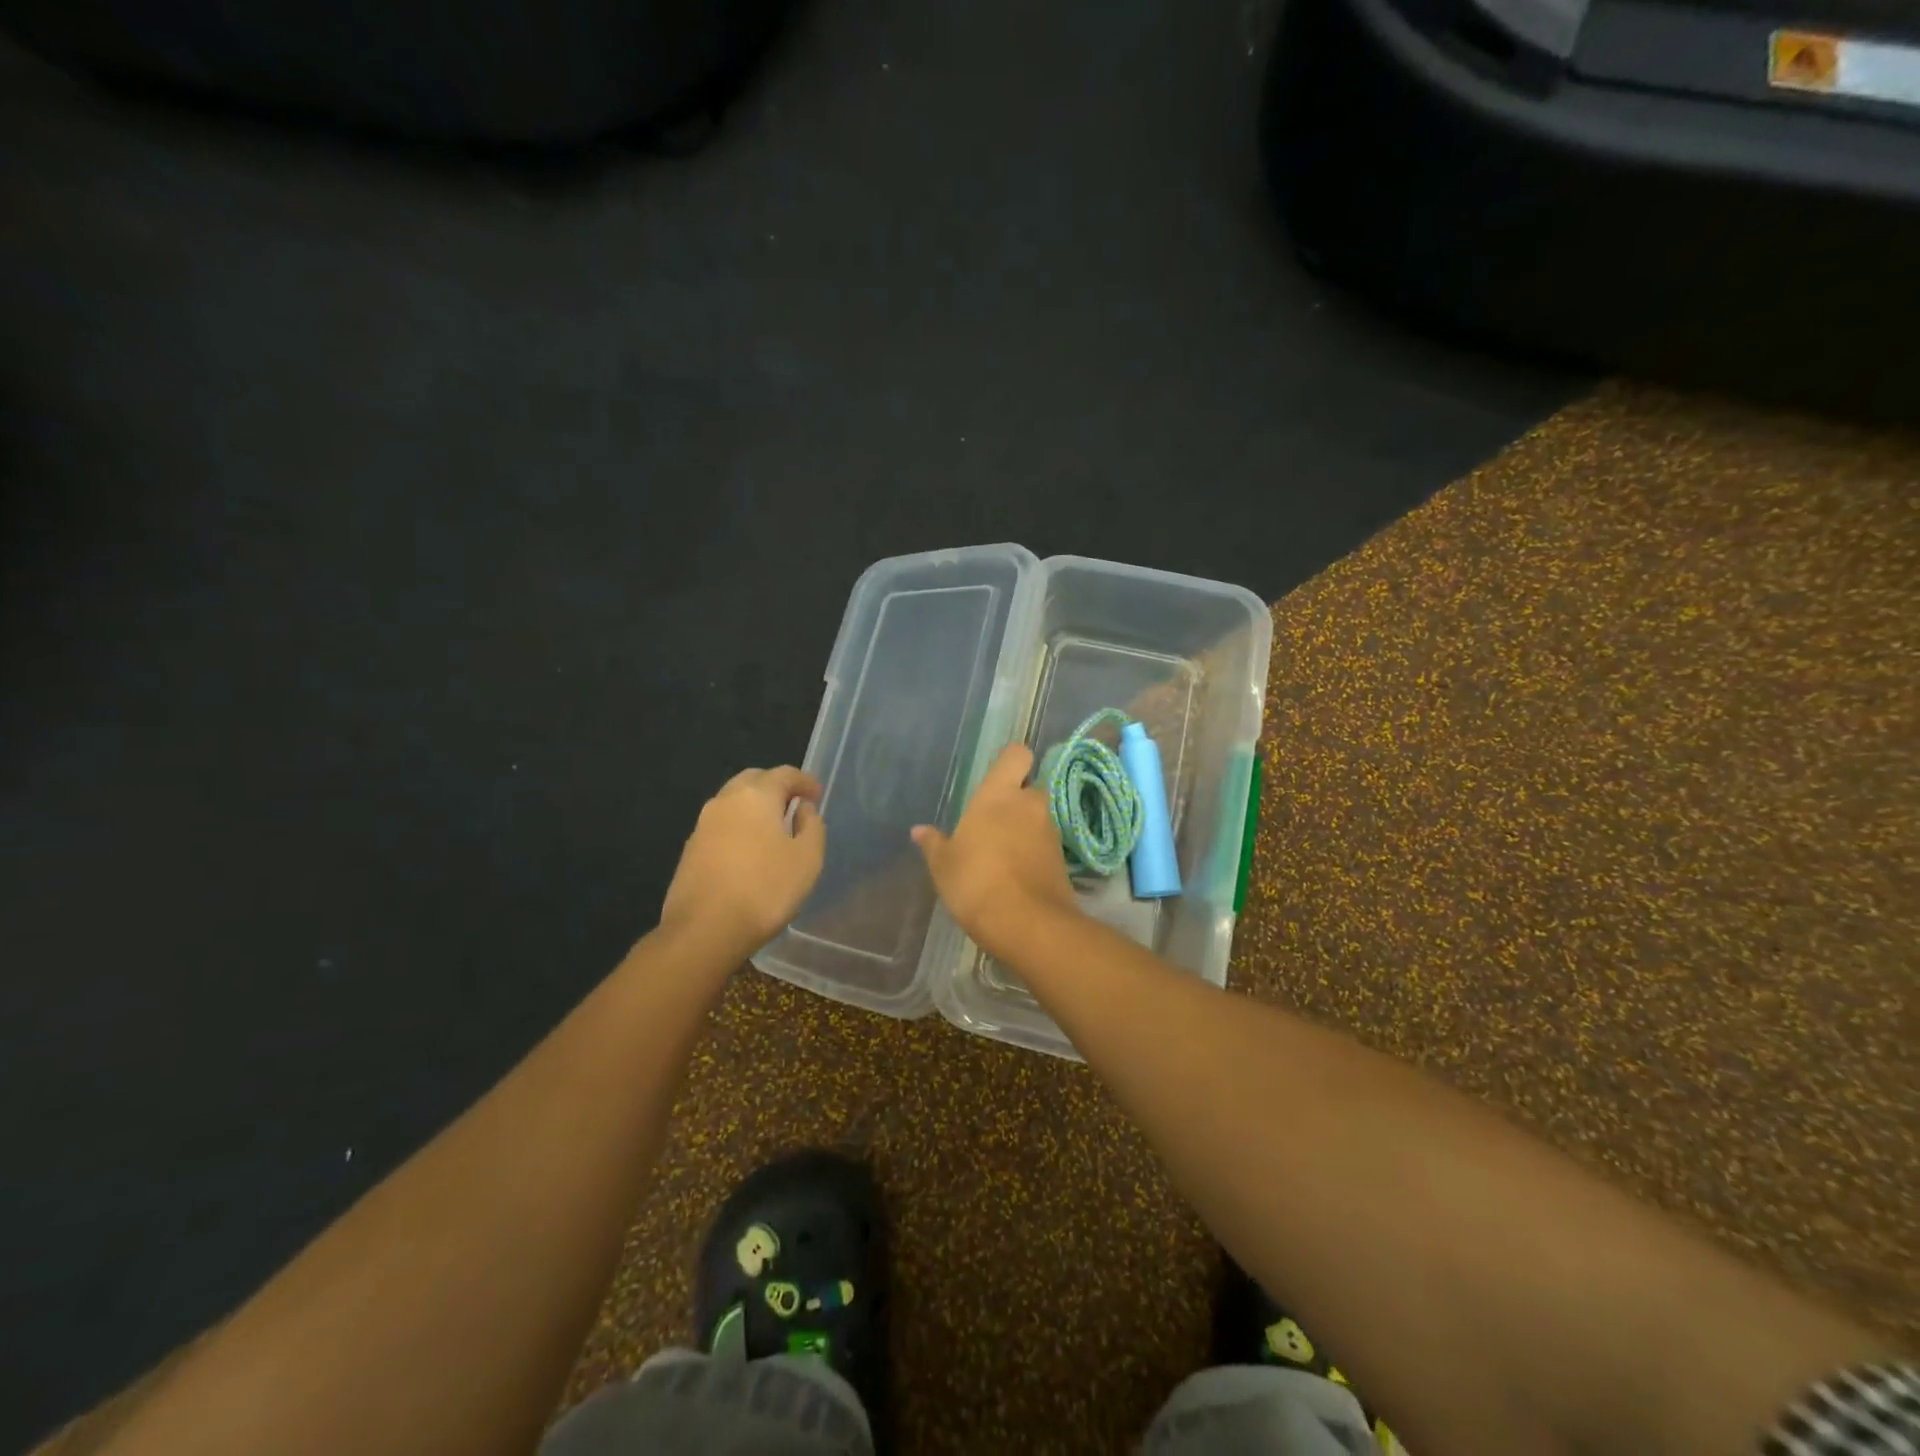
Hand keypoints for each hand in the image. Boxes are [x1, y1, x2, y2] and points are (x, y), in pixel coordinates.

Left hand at [661, 766, 824, 954]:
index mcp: (755, 795)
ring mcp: (703, 825)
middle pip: (753, 780)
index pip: (783, 773)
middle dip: (776, 787)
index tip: (817, 795)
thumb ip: (811, 826)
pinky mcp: (690, 850)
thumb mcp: (807, 858)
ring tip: (774, 828)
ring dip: (755, 807)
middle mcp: (725, 801)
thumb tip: (802, 808)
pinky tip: (750, 851)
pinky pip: (721, 825)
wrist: (703, 931)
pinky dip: (739, 826)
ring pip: (733, 802)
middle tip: (795, 805)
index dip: (804, 781)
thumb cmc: (765, 889)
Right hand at [912, 744, 1075, 961]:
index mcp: (999, 794)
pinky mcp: (1062, 859)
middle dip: (1016, 799)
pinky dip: (1033, 852)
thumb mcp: (944, 865)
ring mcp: (1050, 832)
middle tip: (993, 820)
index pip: (1017, 755)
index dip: (1010, 761)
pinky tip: (1014, 874)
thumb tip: (919, 830)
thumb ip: (934, 843)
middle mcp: (1030, 804)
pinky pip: (1044, 844)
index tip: (997, 776)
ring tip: (1000, 852)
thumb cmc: (976, 882)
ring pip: (1038, 817)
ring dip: (1024, 827)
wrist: (1027, 924)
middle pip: (1029, 787)